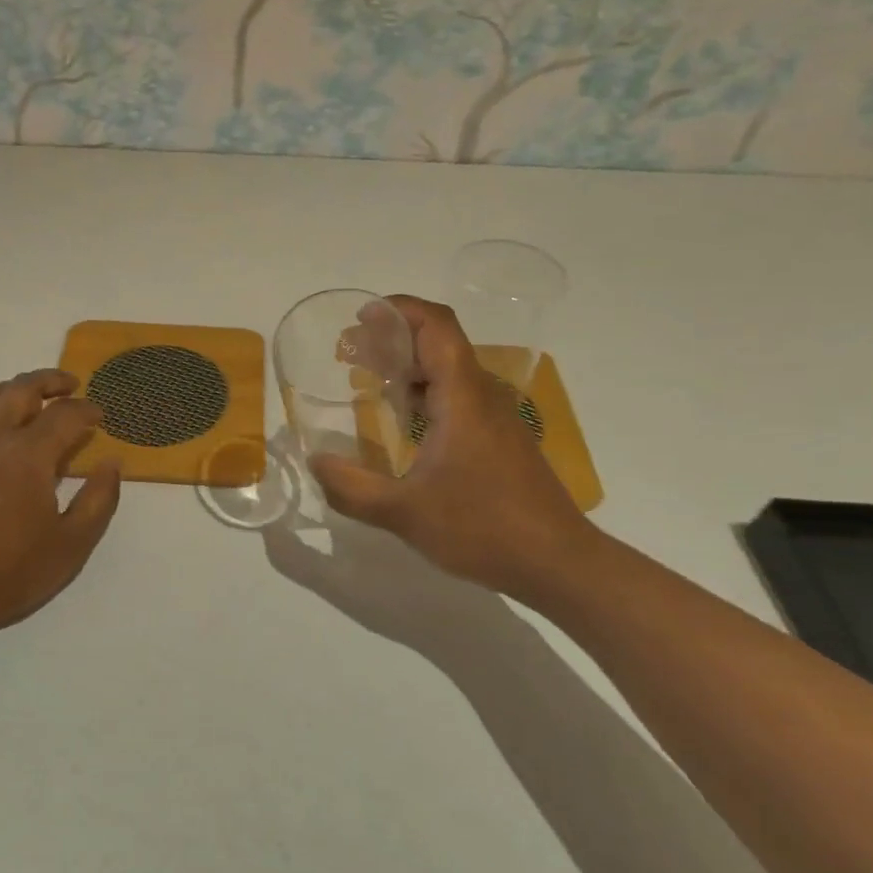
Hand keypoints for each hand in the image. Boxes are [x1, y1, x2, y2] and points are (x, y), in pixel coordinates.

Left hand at [0, 369, 121, 643]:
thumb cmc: (11, 571)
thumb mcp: (72, 543)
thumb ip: (99, 499)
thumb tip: (112, 463)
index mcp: (29, 454)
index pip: (65, 414)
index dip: (87, 410)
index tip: (100, 417)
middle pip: (23, 388)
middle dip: (51, 380)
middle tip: (71, 385)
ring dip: (17, 387)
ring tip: (34, 395)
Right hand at [310, 296, 602, 598]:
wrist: (558, 563)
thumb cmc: (483, 529)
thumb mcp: (404, 514)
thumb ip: (352, 488)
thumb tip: (314, 461)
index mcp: (463, 398)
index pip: (436, 326)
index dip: (399, 310)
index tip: (360, 317)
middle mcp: (482, 397)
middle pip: (439, 343)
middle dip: (392, 338)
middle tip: (349, 353)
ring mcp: (496, 418)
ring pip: (449, 371)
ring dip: (408, 367)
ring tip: (366, 380)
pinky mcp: (500, 440)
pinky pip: (458, 397)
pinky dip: (424, 393)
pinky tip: (402, 421)